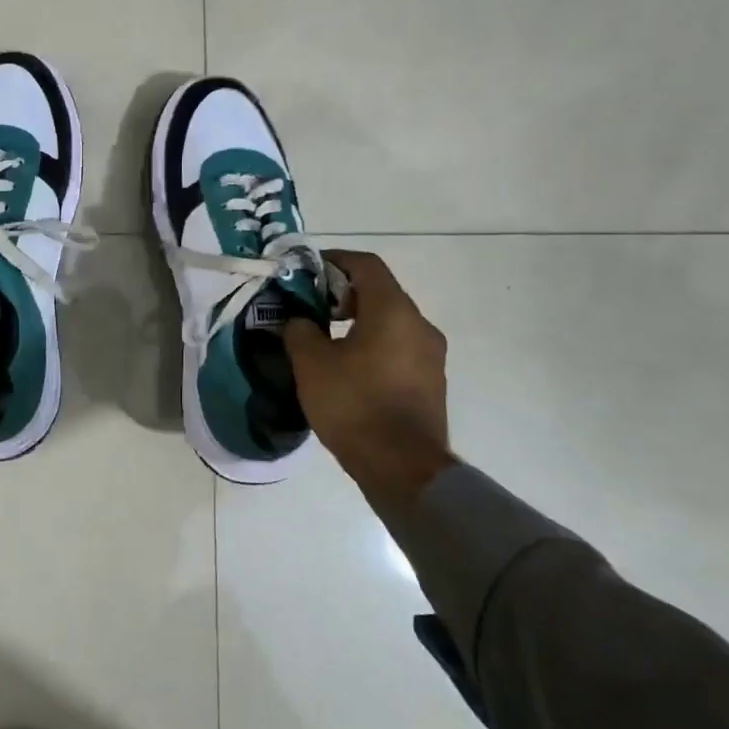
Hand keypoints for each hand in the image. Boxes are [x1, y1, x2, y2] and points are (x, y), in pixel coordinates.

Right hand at [283, 250, 456, 509]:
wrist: (403, 467)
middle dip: (343, 293)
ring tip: (325, 340)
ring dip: (359, 322)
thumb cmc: (354, 405)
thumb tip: (297, 320)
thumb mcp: (311, 363)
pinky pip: (398, 349)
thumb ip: (300, 330)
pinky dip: (373, 345)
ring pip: (390, 322)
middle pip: (380, 292)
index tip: (307, 271)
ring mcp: (431, 355)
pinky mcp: (431, 382)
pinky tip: (348, 369)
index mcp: (393, 311)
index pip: (366, 265)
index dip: (334, 260)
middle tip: (311, 307)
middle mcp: (420, 325)